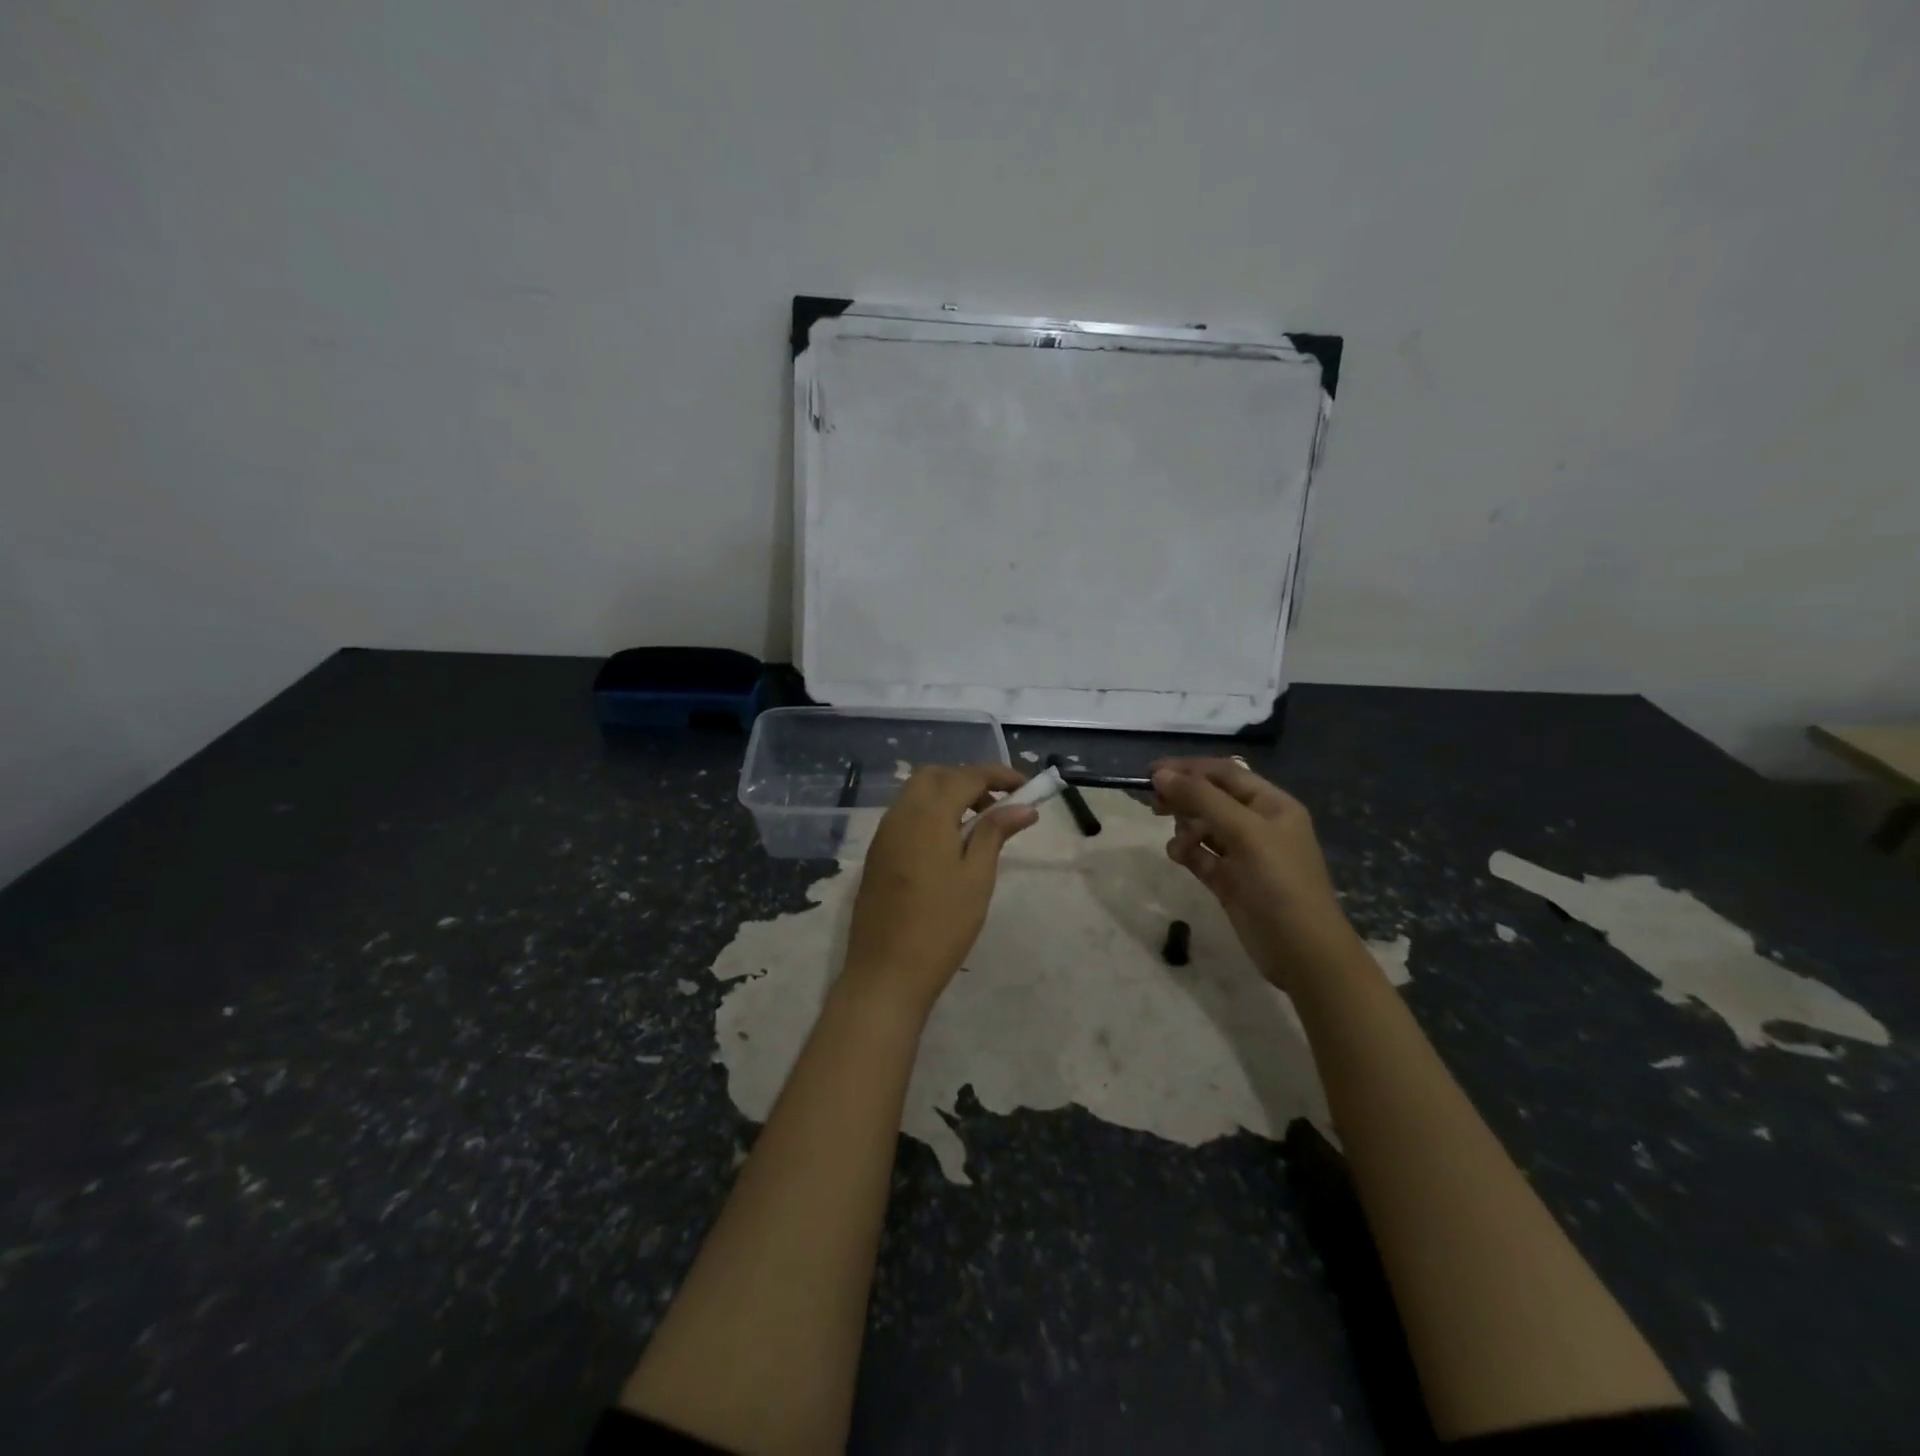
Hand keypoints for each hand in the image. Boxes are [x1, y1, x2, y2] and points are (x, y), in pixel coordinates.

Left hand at [840, 764, 1037, 1019]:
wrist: (885, 973)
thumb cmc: (941, 926)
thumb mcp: (977, 878)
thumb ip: (995, 833)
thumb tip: (1022, 806)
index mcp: (926, 815)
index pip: (966, 776)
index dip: (999, 775)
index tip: (1027, 786)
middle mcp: (900, 815)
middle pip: (935, 776)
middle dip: (968, 780)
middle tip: (998, 806)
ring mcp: (883, 835)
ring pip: (916, 794)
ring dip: (948, 796)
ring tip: (978, 827)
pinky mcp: (877, 855)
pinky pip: (905, 816)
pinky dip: (930, 814)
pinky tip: (949, 845)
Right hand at [1151, 758, 1354, 990]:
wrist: (1302, 952)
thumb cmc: (1279, 883)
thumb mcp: (1244, 833)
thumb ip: (1202, 800)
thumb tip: (1160, 775)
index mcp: (1272, 805)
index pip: (1224, 773)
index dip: (1188, 768)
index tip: (1150, 773)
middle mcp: (1258, 824)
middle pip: (1211, 797)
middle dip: (1184, 797)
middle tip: (1154, 805)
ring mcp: (1243, 854)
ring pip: (1203, 826)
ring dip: (1185, 828)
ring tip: (1180, 843)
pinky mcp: (1229, 880)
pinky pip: (1200, 855)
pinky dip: (1187, 852)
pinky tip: (1180, 858)